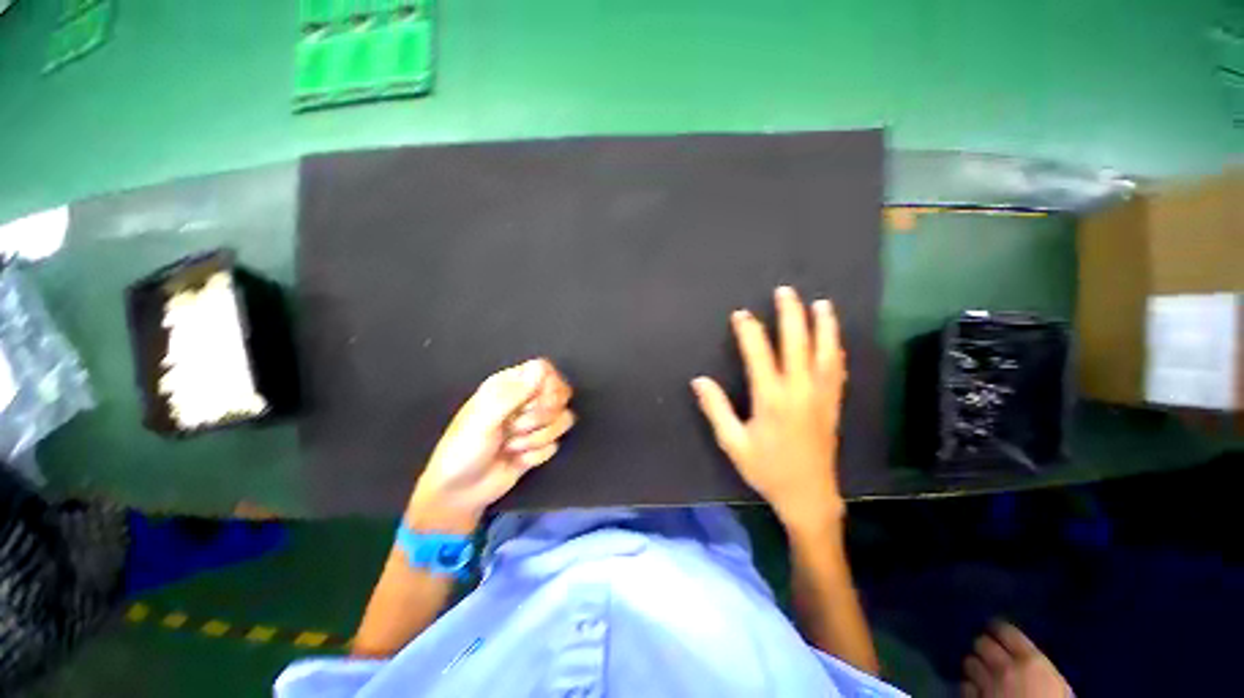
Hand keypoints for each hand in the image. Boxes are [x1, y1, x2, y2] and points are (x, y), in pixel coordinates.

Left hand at [408, 358, 574, 532]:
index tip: (534, 403)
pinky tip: (516, 461)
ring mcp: (530, 427)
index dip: (547, 385)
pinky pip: (554, 446)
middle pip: (559, 394)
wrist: (461, 490)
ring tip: (510, 446)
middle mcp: (521, 402)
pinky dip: (536, 456)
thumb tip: (541, 369)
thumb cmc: (464, 448)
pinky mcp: (536, 449)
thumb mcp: (484, 419)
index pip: (543, 370)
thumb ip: (513, 394)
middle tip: (517, 427)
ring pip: (561, 421)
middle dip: (543, 415)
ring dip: (538, 438)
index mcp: (505, 386)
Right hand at [691, 286, 846, 532]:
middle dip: (791, 313)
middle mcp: (799, 388)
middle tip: (786, 291)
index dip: (749, 330)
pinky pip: (838, 368)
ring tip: (821, 304)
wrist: (808, 492)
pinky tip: (835, 339)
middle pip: (797, 341)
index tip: (742, 314)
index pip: (759, 353)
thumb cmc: (768, 471)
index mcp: (771, 398)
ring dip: (823, 324)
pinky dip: (836, 349)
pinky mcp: (834, 401)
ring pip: (825, 350)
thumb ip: (717, 411)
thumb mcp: (735, 445)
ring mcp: (821, 393)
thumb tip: (699, 381)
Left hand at [962, 623, 1071, 696]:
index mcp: (1028, 658)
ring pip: (971, 665)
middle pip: (984, 646)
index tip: (993, 624)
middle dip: (981, 643)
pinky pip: (964, 688)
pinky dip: (965, 682)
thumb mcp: (1053, 677)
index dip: (998, 627)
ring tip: (972, 660)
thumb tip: (1033, 659)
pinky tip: (968, 682)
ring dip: (971, 662)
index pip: (1007, 633)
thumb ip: (1039, 664)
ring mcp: (988, 687)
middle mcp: (1005, 669)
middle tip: (980, 642)